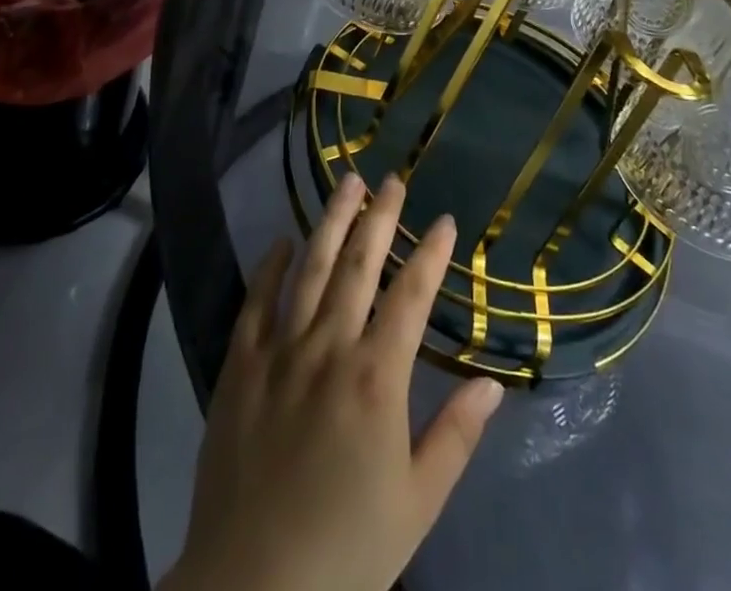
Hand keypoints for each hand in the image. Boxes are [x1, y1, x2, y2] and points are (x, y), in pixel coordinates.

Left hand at [161, 175, 504, 590]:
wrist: (253, 588)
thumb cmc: (347, 549)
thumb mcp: (417, 503)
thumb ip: (456, 436)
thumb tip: (491, 382)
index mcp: (376, 377)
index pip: (411, 296)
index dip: (431, 254)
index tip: (445, 221)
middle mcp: (329, 347)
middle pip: (358, 265)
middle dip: (379, 218)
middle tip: (392, 180)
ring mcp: (279, 351)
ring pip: (310, 268)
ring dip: (331, 222)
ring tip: (347, 184)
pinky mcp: (239, 365)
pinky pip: (256, 302)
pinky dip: (271, 266)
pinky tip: (282, 240)